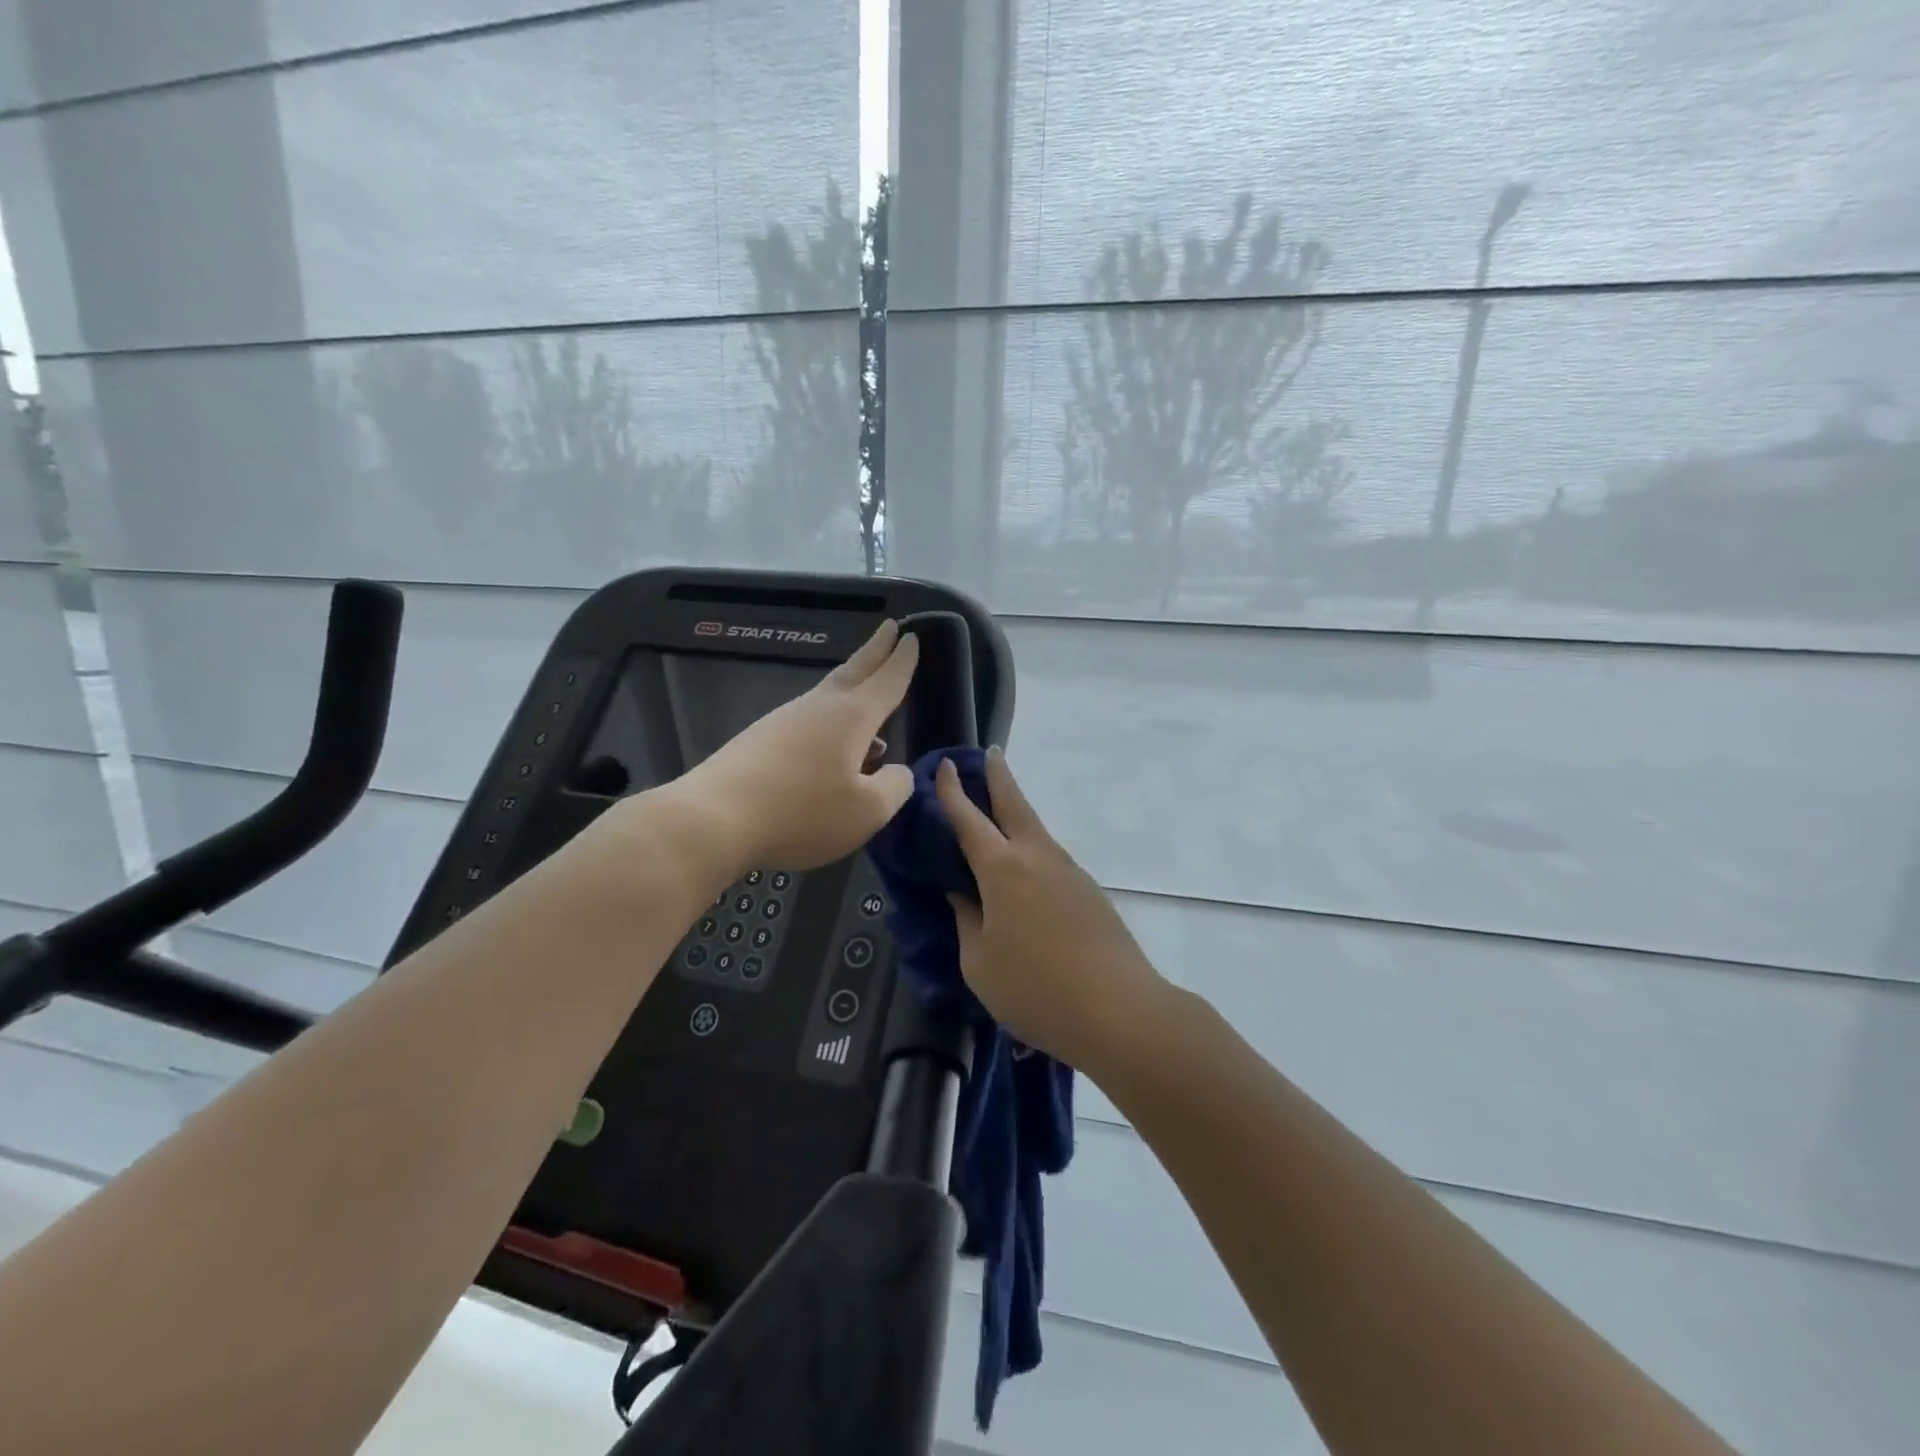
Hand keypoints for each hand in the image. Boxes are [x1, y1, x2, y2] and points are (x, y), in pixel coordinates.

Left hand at [652, 621, 919, 876]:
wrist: (714, 820)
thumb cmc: (802, 813)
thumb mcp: (867, 812)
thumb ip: (894, 787)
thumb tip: (897, 770)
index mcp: (852, 717)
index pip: (887, 681)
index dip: (903, 661)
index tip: (912, 636)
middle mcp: (819, 708)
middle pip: (854, 671)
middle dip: (876, 650)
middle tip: (890, 627)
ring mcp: (786, 721)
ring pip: (829, 695)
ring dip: (854, 689)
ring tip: (871, 697)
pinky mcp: (761, 740)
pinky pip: (809, 721)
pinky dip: (830, 721)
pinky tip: (832, 749)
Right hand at [935, 748, 1167, 1070]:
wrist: (1118, 1010)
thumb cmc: (1035, 989)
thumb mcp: (980, 963)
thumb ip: (967, 921)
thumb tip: (962, 893)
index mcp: (1002, 869)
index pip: (969, 820)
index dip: (953, 792)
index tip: (946, 766)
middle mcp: (1037, 858)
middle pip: (1015, 805)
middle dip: (999, 776)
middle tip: (989, 753)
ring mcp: (1069, 872)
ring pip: (1036, 831)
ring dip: (1017, 814)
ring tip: (1000, 813)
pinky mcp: (1089, 892)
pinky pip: (1051, 859)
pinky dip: (1032, 850)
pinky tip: (1026, 874)